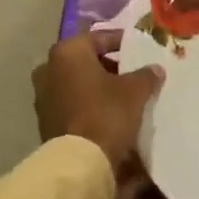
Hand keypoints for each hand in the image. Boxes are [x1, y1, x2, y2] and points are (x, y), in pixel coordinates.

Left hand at [33, 30, 163, 165]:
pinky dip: (88, 101)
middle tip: (133, 72)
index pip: (99, 38)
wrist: (79, 161)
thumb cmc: (106, 113)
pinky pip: (71, 101)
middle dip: (109, 65)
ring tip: (123, 94)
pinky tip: (108, 111)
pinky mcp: (45, 119)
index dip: (122, 42)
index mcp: (68, 52)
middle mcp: (49, 68)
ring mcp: (43, 95)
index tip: (139, 48)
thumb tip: (155, 69)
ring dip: (98, 85)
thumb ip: (146, 75)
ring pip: (77, 81)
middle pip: (85, 60)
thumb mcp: (135, 91)